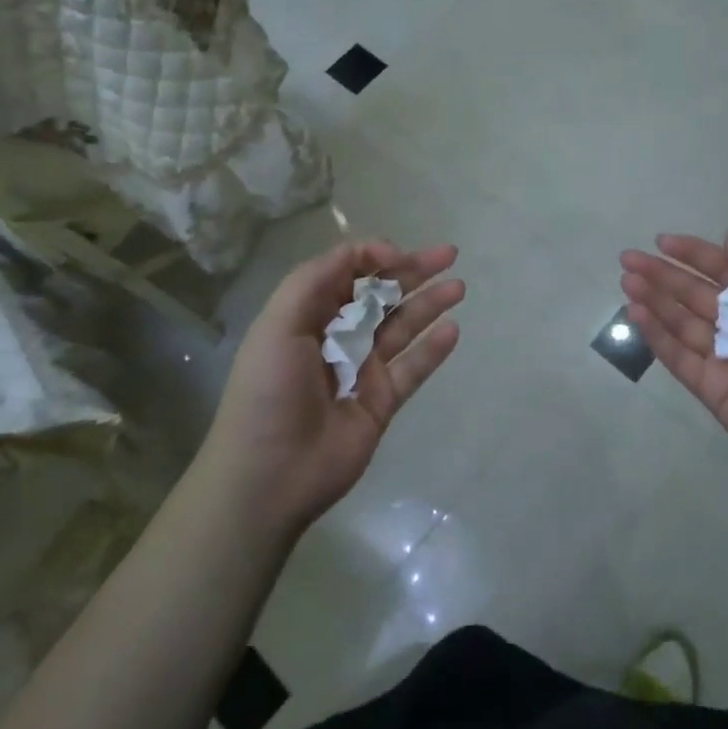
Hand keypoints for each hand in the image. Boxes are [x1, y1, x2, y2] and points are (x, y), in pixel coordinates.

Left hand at [201, 240, 463, 533]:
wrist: (269, 474)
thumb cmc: (269, 390)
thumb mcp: (278, 322)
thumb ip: (317, 277)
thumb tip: (374, 254)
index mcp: (306, 314)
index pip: (346, 272)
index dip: (373, 256)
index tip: (398, 254)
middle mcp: (336, 336)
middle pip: (380, 295)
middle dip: (412, 271)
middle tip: (448, 253)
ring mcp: (361, 370)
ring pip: (401, 327)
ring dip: (428, 303)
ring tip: (458, 286)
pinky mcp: (381, 402)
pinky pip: (412, 369)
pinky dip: (432, 349)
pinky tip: (453, 329)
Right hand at [620, 231, 727, 493]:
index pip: (724, 270)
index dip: (694, 254)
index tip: (661, 241)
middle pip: (696, 294)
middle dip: (663, 275)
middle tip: (628, 259)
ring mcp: (726, 359)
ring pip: (681, 322)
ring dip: (654, 300)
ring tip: (626, 281)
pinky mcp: (710, 389)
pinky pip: (677, 356)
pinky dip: (656, 334)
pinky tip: (636, 312)